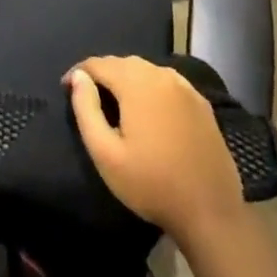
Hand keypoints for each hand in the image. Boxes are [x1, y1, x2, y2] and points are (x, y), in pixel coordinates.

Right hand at [65, 55, 247, 246]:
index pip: (98, 63)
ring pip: (147, 71)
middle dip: (102, 74)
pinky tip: (148, 110)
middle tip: (89, 97)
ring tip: (115, 102)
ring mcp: (186, 88)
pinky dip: (151, 87)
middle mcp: (162, 75)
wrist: (210, 213)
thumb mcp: (106, 153)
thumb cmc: (151, 185)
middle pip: (123, 63)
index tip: (66, 89)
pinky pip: (167, 83)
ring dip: (127, 79)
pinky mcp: (202, 104)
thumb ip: (86, 109)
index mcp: (137, 83)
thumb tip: (78, 77)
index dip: (79, 73)